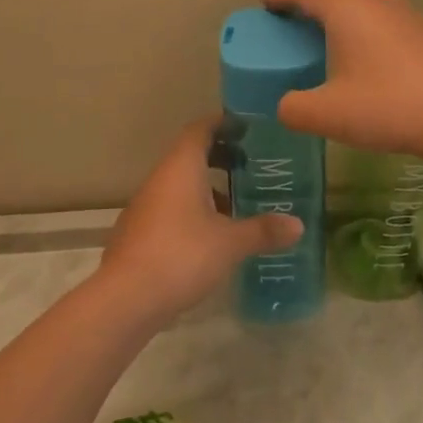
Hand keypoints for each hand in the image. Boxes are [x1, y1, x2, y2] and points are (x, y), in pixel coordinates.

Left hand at [98, 120, 301, 323]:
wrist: (125, 299)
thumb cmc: (181, 255)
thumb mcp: (229, 243)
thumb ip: (262, 230)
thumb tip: (298, 225)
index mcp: (181, 167)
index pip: (200, 129)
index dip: (222, 123)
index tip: (246, 127)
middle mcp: (160, 178)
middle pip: (190, 154)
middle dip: (219, 156)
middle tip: (250, 165)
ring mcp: (145, 205)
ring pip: (180, 183)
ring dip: (206, 187)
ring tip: (236, 204)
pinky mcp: (138, 232)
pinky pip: (170, 207)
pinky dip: (191, 210)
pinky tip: (210, 236)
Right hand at [264, 0, 422, 170]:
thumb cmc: (386, 107)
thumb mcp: (327, 115)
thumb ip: (293, 109)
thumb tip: (284, 106)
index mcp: (345, 11)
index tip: (267, 3)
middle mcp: (374, 2)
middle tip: (298, 16)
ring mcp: (405, 12)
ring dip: (347, 2)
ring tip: (337, 23)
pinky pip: (390, 11)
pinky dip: (373, 17)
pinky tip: (376, 43)